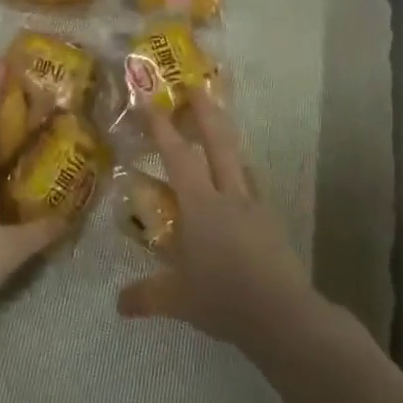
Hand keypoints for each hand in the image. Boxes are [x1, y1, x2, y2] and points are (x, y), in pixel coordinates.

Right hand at [118, 87, 314, 352]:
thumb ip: (146, 296)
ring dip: (226, 139)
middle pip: (218, 141)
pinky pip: (253, 186)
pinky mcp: (271, 221)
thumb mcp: (178, 300)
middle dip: (205, 111)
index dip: (161, 127)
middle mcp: (228, 195)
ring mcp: (254, 206)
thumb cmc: (224, 299)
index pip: (177, 155)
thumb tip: (118, 304)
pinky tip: (240, 183)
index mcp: (201, 205)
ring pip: (240, 160)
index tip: (147, 103)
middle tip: (194, 87)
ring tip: (218, 130)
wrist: (284, 315)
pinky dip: (242, 175)